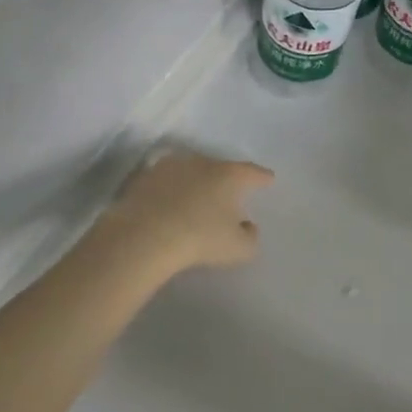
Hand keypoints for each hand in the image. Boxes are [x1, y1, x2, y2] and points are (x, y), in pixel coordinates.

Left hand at [93, 148, 273, 277]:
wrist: (144, 236)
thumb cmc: (200, 238)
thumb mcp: (239, 248)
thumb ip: (250, 237)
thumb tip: (248, 227)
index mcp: (228, 175)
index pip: (251, 172)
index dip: (261, 177)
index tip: (268, 179)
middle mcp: (200, 162)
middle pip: (218, 168)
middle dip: (225, 180)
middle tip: (228, 195)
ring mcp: (169, 167)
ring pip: (189, 172)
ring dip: (194, 183)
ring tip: (196, 199)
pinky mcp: (143, 179)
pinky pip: (164, 183)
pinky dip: (169, 192)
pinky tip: (168, 206)